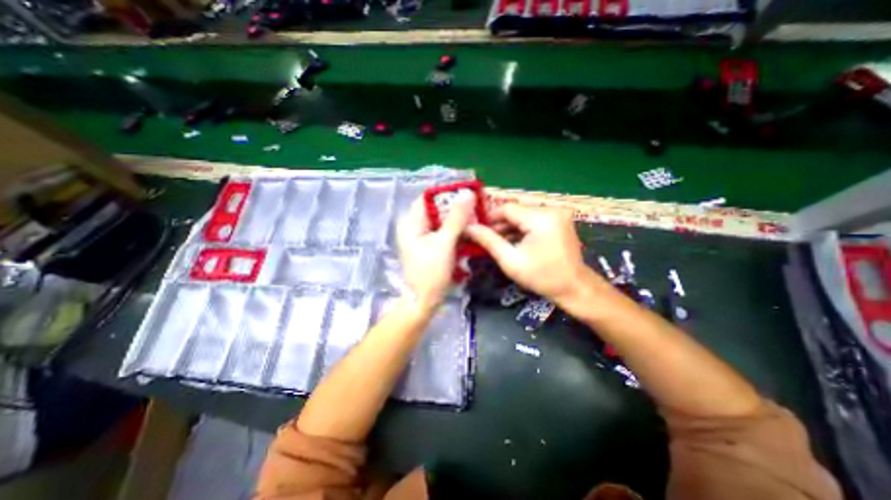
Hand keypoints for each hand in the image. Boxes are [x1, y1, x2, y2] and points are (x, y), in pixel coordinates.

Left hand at [399, 193, 476, 309]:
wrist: (424, 301)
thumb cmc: (430, 273)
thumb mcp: (445, 243)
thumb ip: (456, 218)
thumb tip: (467, 193)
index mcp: (411, 222)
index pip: (429, 198)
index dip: (448, 193)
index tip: (468, 193)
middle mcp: (414, 226)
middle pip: (437, 209)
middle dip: (456, 208)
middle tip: (477, 206)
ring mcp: (422, 237)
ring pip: (442, 221)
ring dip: (458, 220)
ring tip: (477, 218)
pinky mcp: (430, 246)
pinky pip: (443, 232)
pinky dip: (456, 231)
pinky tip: (469, 232)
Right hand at [464, 203, 601, 304]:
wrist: (574, 288)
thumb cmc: (541, 277)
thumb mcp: (510, 260)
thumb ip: (489, 240)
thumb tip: (469, 227)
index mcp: (541, 218)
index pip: (507, 208)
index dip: (489, 217)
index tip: (476, 228)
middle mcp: (551, 210)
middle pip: (516, 211)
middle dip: (499, 224)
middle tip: (484, 237)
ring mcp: (557, 215)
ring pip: (524, 215)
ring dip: (509, 227)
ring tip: (496, 241)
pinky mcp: (559, 221)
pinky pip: (533, 220)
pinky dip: (521, 229)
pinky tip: (511, 241)